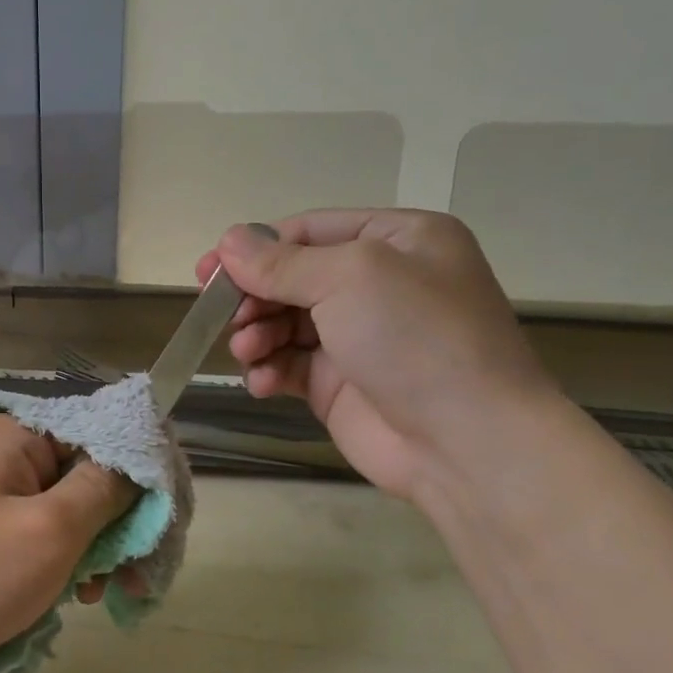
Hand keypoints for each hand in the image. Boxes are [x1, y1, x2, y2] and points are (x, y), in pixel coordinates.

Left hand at [0, 414, 139, 672]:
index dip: (141, 470)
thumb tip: (139, 458)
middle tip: (143, 574)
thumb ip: (105, 489)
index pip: (98, 429)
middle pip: (86, 474)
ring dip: (96, 552)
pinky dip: (64, 566)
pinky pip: (40, 538)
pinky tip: (77, 599)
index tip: (171, 517)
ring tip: (109, 596)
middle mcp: (0, 454)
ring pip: (67, 512)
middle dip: (120, 524)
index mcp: (12, 433)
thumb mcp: (50, 530)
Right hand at [196, 209, 562, 503]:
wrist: (465, 441)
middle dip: (253, 296)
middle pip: (290, 278)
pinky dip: (269, 370)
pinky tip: (263, 383)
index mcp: (395, 240)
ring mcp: (357, 336)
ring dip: (256, 335)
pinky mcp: (339, 383)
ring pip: (283, 323)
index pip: (307, 231)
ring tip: (248, 352)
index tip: (207, 271)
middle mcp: (377, 283)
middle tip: (223, 317)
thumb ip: (282, 262)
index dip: (254, 248)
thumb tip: (227, 241)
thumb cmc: (415, 337)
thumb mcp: (350, 277)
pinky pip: (288, 365)